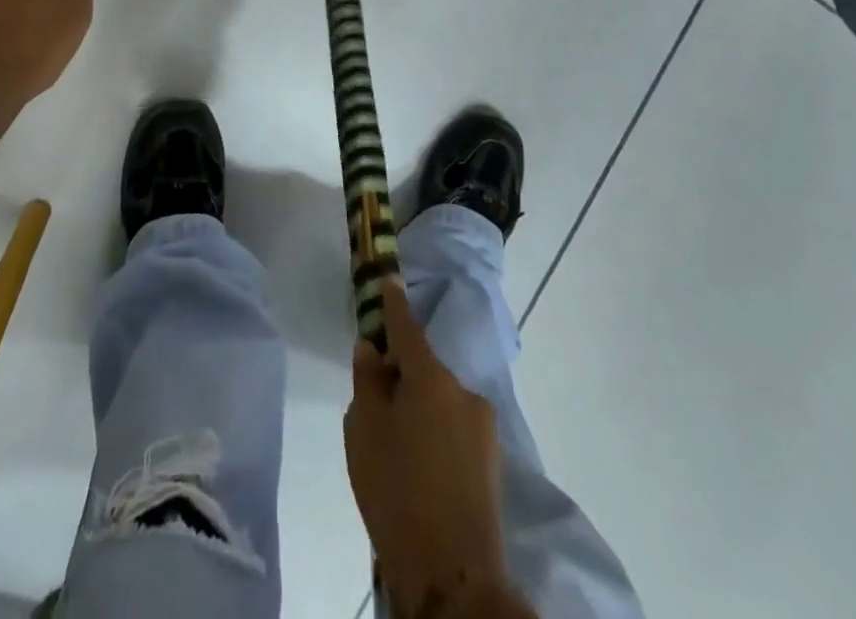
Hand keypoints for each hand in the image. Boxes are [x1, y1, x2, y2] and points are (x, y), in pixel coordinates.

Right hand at [345, 280, 514, 617]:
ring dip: (420, 410)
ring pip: (440, 402)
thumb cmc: (397, 490)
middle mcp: (463, 391)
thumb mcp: (364, 430)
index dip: (394, 304)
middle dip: (402, 377)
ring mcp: (483, 428)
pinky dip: (435, 435)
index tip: (390, 279)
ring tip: (397, 450)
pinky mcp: (491, 462)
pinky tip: (419, 470)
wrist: (453, 575)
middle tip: (376, 405)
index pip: (407, 327)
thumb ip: (367, 382)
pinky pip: (454, 430)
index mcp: (431, 377)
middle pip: (424, 369)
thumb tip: (373, 350)